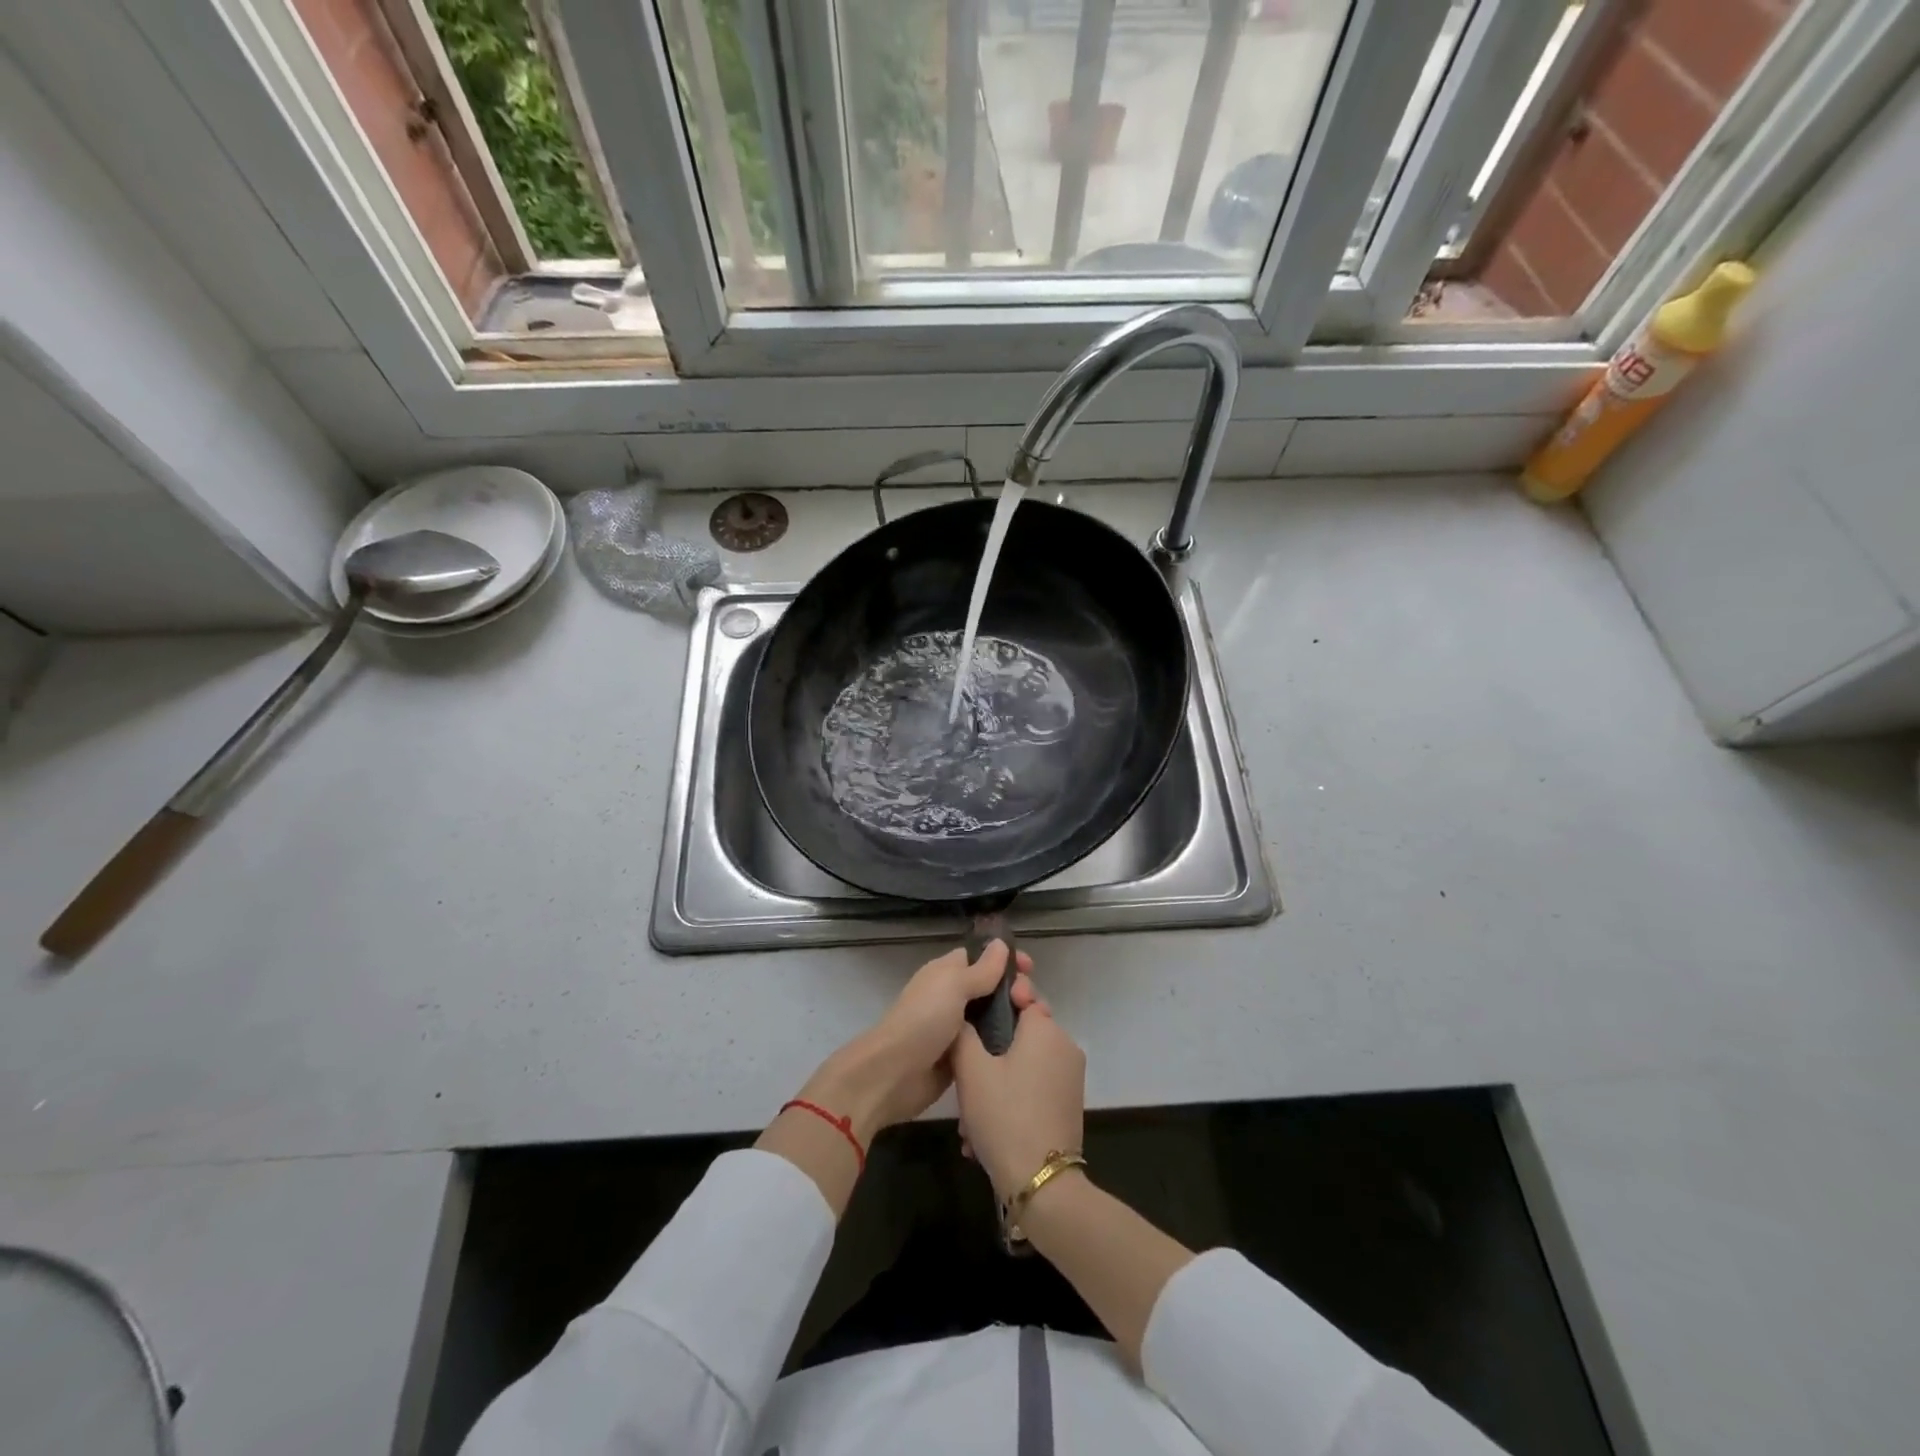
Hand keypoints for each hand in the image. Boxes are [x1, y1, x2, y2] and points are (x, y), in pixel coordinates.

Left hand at [799, 941, 1036, 1143]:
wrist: (894, 1074)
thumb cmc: (923, 1020)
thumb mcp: (953, 986)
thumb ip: (981, 969)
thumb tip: (1001, 944)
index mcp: (946, 973)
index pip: (981, 958)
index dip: (1005, 960)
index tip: (1031, 968)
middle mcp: (952, 997)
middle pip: (991, 988)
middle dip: (1014, 990)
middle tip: (1033, 1001)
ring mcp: (957, 1029)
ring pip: (993, 1017)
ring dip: (1015, 1018)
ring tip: (1039, 1022)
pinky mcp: (963, 1057)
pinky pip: (989, 1045)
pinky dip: (1005, 1044)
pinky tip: (1027, 1048)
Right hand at [951, 997, 1085, 1201]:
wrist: (1042, 1183)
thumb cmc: (1004, 1115)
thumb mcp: (971, 1071)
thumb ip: (964, 1033)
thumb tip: (964, 1017)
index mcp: (1045, 1028)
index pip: (1023, 994)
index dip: (997, 1000)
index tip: (974, 1018)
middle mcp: (1064, 1045)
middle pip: (1021, 1032)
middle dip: (990, 1051)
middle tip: (964, 1076)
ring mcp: (1070, 1076)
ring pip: (1025, 1064)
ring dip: (996, 1082)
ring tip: (969, 1118)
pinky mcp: (1068, 1104)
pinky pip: (1034, 1087)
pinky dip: (1012, 1099)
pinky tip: (984, 1133)